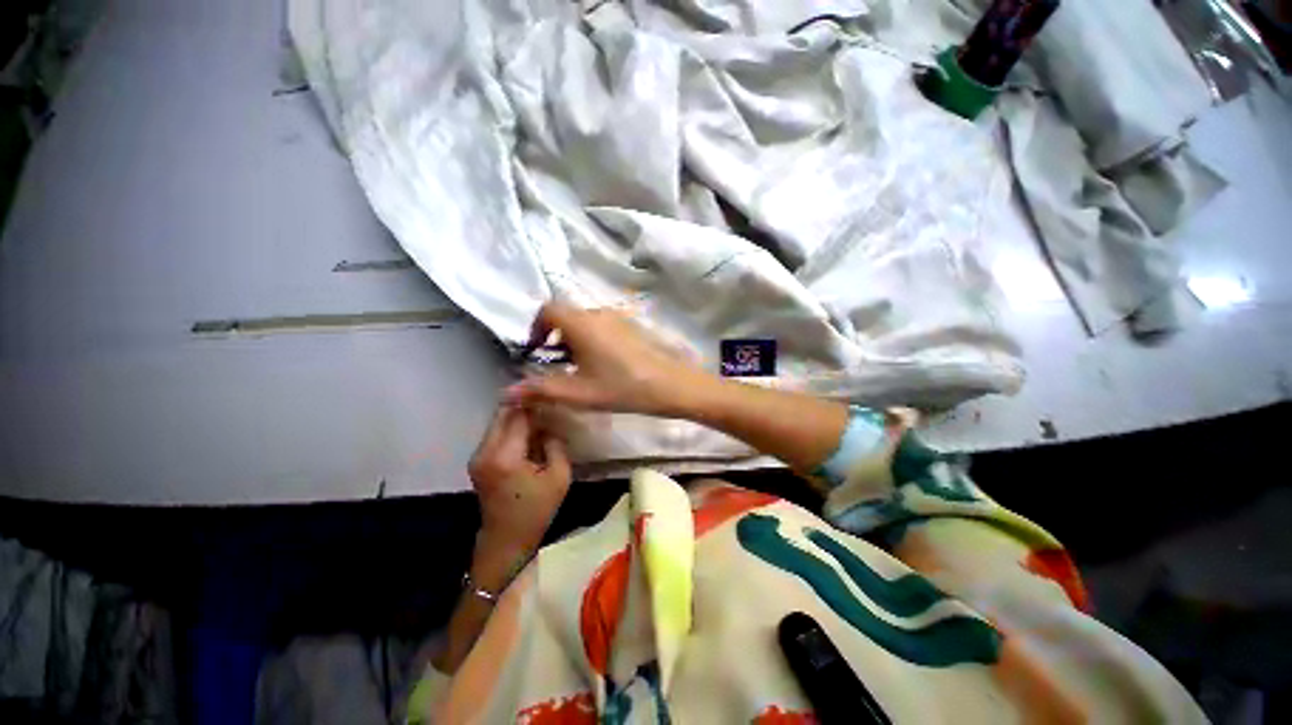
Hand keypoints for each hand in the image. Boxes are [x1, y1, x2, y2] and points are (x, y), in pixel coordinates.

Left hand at [468, 405, 571, 586]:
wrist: (506, 540)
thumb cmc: (536, 510)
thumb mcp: (559, 476)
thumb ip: (555, 443)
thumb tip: (551, 422)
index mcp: (505, 456)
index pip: (519, 415)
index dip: (537, 404)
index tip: (553, 398)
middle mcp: (485, 451)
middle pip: (503, 413)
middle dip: (526, 407)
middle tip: (548, 405)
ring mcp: (477, 455)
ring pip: (498, 421)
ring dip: (518, 417)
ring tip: (542, 419)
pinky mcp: (478, 460)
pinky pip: (496, 433)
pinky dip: (512, 428)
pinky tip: (530, 434)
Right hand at [504, 302, 714, 415]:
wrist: (670, 384)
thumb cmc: (622, 387)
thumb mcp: (579, 393)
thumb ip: (541, 390)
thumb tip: (509, 391)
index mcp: (581, 323)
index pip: (547, 309)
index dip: (536, 328)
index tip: (536, 351)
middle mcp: (598, 313)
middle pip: (566, 314)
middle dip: (554, 336)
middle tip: (556, 363)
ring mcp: (617, 317)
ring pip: (585, 320)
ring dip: (573, 338)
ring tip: (578, 367)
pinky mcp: (631, 326)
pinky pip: (602, 325)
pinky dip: (591, 338)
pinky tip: (602, 363)